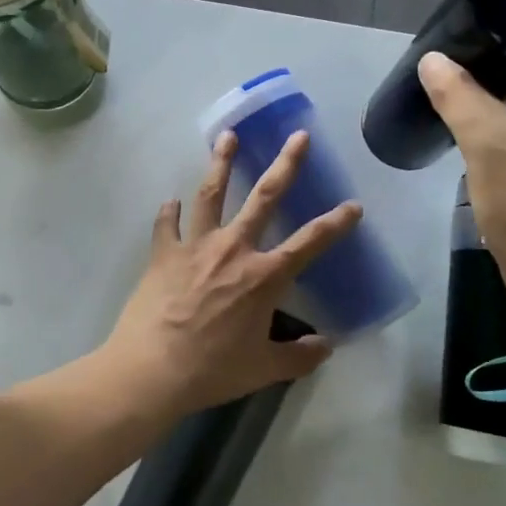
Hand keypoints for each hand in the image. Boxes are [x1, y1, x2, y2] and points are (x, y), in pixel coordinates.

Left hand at [101, 131, 361, 415]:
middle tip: (298, 136)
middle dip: (285, 164)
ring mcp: (195, 246)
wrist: (152, 369)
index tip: (353, 205)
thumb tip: (326, 346)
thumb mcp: (264, 369)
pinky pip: (167, 224)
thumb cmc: (213, 370)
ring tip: (227, 136)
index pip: (310, 243)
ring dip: (221, 163)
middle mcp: (233, 250)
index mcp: (264, 276)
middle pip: (264, 197)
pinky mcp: (163, 253)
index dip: (335, 223)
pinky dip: (169, 212)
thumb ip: (299, 356)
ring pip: (211, 194)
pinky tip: (170, 202)